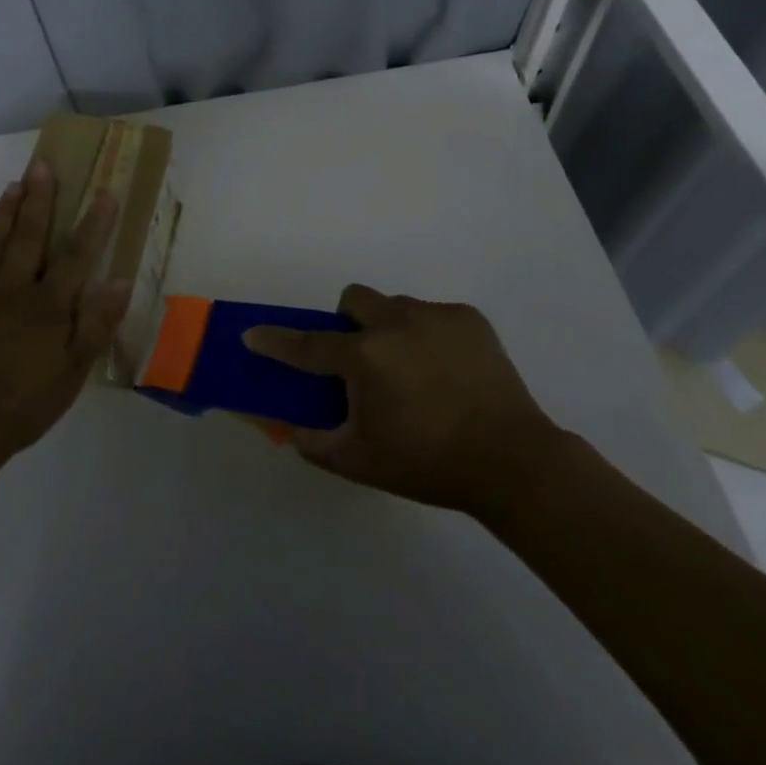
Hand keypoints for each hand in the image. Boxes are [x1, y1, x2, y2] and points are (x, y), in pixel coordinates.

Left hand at [0, 160, 130, 474]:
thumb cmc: (25, 404)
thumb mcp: (73, 373)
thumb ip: (97, 325)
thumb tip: (120, 281)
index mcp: (47, 305)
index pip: (76, 254)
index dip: (93, 222)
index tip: (104, 191)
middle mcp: (13, 290)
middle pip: (29, 236)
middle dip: (39, 198)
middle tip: (42, 164)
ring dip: (6, 212)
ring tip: (15, 184)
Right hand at [243, 285, 561, 515]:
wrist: (513, 462)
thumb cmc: (428, 464)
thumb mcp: (360, 462)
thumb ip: (314, 443)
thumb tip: (290, 426)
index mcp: (365, 357)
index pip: (307, 345)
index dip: (274, 340)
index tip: (252, 334)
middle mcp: (394, 323)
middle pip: (353, 300)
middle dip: (347, 323)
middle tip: (362, 360)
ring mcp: (435, 315)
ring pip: (395, 306)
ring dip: (390, 330)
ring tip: (413, 372)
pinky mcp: (469, 318)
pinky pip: (433, 316)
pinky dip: (429, 336)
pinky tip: (448, 372)